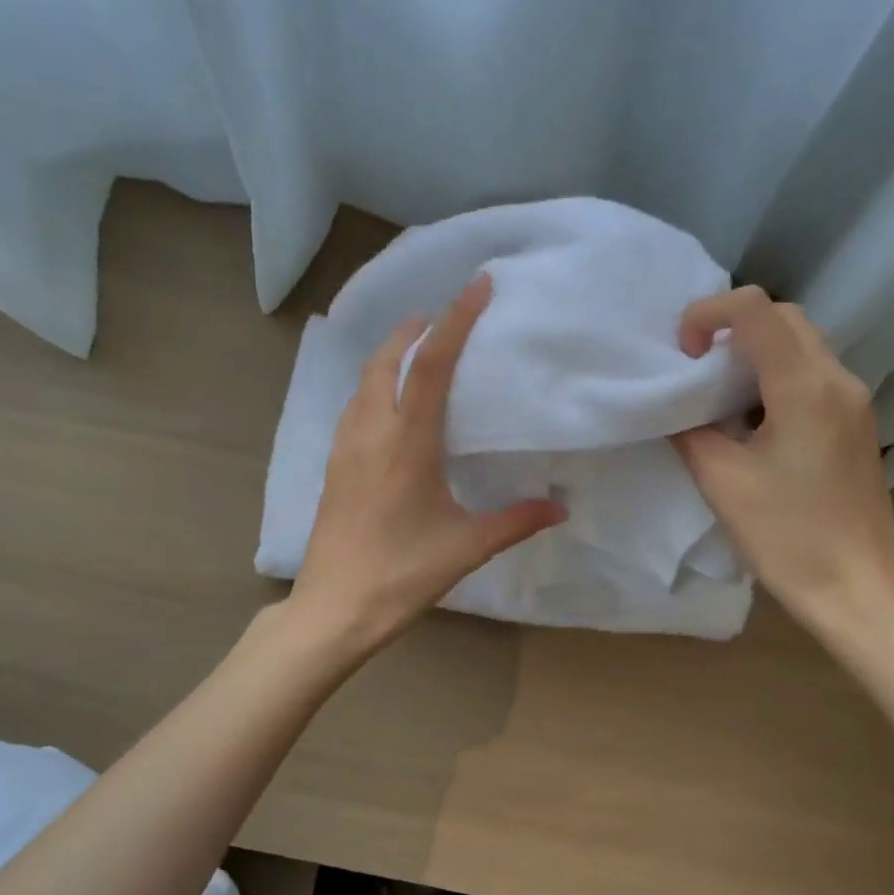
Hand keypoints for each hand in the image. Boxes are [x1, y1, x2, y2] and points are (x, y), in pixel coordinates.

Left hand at [289, 275, 564, 650]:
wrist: (333, 609)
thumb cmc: (401, 575)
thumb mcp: (467, 547)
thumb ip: (516, 521)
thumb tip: (561, 507)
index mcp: (406, 443)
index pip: (430, 365)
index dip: (455, 320)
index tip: (476, 285)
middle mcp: (370, 432)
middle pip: (386, 359)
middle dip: (413, 329)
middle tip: (442, 317)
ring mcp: (345, 447)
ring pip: (363, 381)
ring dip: (389, 355)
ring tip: (416, 351)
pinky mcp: (333, 466)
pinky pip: (354, 406)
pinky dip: (373, 385)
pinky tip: (389, 405)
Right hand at [671, 287, 893, 630]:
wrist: (855, 586)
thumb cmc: (786, 536)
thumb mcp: (721, 481)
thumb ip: (690, 430)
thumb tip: (675, 406)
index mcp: (804, 388)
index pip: (755, 309)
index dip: (708, 314)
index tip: (684, 355)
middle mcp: (838, 379)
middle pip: (783, 316)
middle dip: (732, 327)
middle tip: (697, 367)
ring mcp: (854, 400)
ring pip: (802, 342)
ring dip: (756, 350)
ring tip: (719, 393)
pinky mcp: (857, 422)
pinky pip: (813, 372)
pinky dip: (776, 373)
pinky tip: (754, 418)